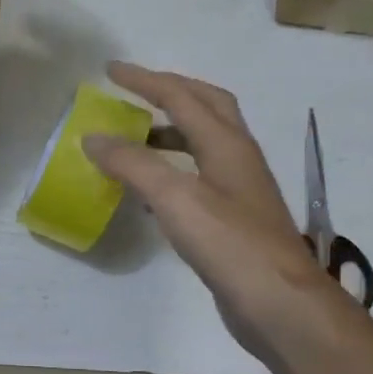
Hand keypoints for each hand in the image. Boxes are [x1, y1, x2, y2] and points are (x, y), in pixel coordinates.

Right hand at [83, 61, 340, 358]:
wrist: (278, 302)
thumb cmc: (229, 243)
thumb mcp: (174, 197)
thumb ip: (133, 164)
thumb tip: (93, 138)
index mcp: (226, 143)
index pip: (182, 97)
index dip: (146, 80)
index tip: (111, 71)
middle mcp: (237, 157)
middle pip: (207, 107)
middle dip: (170, 92)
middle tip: (135, 91)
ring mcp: (239, 189)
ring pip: (204, 143)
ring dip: (171, 131)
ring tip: (135, 138)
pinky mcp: (234, 218)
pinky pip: (198, 176)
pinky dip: (172, 168)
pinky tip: (150, 191)